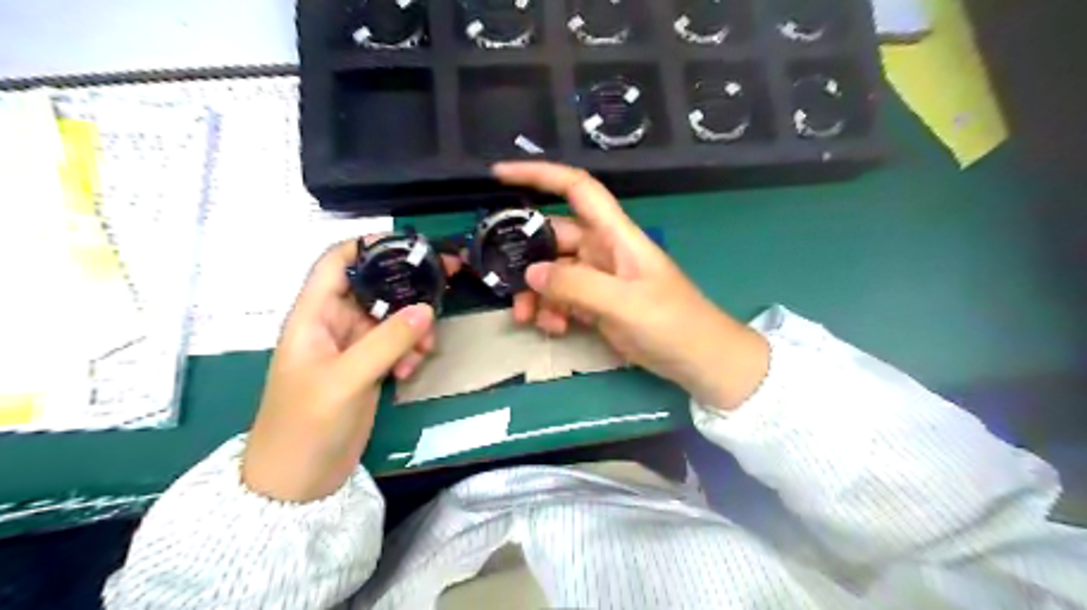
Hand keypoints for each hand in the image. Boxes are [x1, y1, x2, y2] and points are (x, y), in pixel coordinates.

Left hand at [242, 239, 460, 499]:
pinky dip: (410, 349)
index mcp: (313, 315)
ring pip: (391, 317)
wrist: (298, 480)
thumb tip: (426, 308)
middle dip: (408, 286)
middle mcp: (333, 324)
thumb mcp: (345, 379)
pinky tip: (412, 369)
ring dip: (413, 325)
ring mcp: (353, 347)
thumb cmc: (305, 424)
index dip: (367, 245)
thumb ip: (386, 341)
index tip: (410, 244)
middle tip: (447, 282)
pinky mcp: (368, 368)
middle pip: (374, 288)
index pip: (336, 263)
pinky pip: (396, 344)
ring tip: (426, 347)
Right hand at [495, 163, 767, 409]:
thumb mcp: (623, 303)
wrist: (700, 360)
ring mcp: (600, 278)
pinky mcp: (598, 303)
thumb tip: (531, 273)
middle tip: (505, 286)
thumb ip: (576, 286)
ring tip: (526, 318)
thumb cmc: (672, 323)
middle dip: (527, 258)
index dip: (540, 174)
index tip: (500, 175)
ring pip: (554, 273)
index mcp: (616, 235)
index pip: (577, 189)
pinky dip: (552, 311)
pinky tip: (554, 329)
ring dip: (536, 293)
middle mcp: (604, 250)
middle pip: (554, 238)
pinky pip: (563, 298)